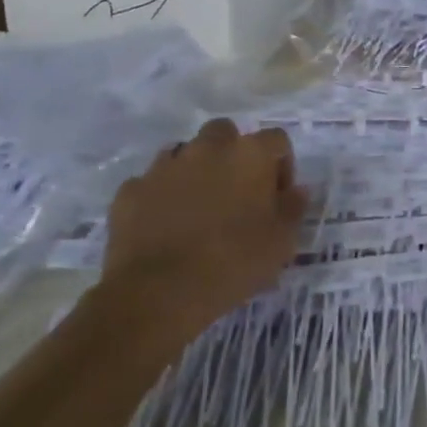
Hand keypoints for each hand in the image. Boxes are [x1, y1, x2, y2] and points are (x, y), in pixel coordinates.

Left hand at [101, 119, 307, 336]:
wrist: (159, 292)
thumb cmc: (234, 261)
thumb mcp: (282, 241)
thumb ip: (293, 208)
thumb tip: (296, 190)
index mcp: (250, 155)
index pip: (276, 140)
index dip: (282, 165)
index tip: (279, 196)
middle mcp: (207, 149)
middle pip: (225, 134)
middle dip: (233, 155)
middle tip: (238, 193)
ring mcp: (164, 166)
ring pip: (185, 153)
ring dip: (196, 171)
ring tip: (200, 209)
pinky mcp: (130, 190)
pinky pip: (152, 183)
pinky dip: (162, 196)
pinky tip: (165, 225)